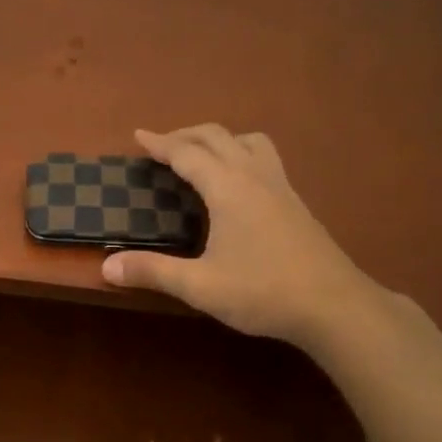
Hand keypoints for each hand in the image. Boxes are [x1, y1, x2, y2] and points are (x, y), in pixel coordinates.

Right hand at [99, 125, 378, 353]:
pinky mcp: (296, 202)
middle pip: (218, 137)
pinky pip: (265, 159)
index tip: (138, 135)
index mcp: (229, 188)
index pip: (187, 153)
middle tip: (162, 145)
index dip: (160, 143)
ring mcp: (281, 187)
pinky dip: (242, 154)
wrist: (334, 306)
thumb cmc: (264, 292)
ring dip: (221, 139)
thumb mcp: (201, 287)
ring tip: (203, 156)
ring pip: (249, 141)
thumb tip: (106, 266)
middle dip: (186, 135)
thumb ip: (153, 272)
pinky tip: (239, 185)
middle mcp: (255, 176)